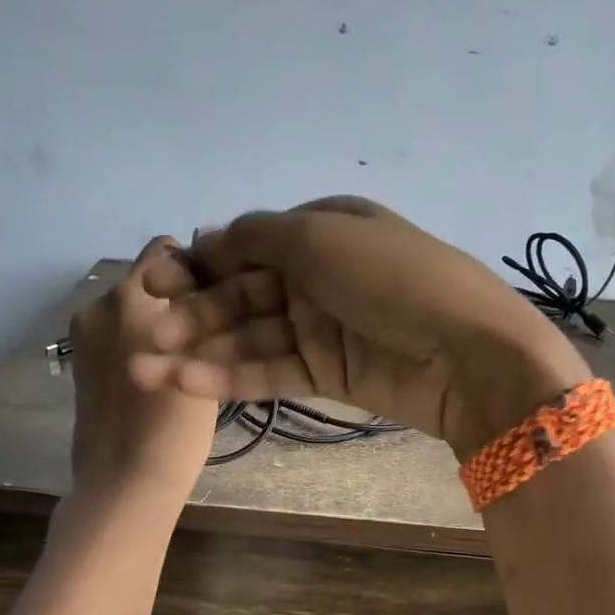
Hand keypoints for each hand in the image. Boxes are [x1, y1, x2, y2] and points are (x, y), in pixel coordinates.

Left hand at [69, 238, 218, 502]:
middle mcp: (101, 303)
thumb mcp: (206, 361)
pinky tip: (152, 376)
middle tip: (198, 335)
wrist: (123, 479)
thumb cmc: (176, 424)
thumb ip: (202, 316)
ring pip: (128, 308)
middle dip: (170, 297)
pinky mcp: (78, 359)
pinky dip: (133, 342)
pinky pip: (113, 333)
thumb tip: (203, 291)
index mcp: (133, 296)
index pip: (164, 251)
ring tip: (177, 360)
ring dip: (151, 321)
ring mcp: (83, 333)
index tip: (211, 300)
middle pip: (145, 280)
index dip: (191, 269)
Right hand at [131, 198, 591, 457]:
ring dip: (200, 352)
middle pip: (242, 294)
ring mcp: (325, 327)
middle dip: (193, 315)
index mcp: (323, 229)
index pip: (247, 245)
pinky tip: (188, 384)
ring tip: (146, 373)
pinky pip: (273, 372)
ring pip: (250, 338)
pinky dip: (232, 377)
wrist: (467, 353)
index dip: (200, 265)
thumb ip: (257, 236)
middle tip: (146, 337)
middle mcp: (320, 276)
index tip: (156, 284)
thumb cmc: (393, 278)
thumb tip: (210, 238)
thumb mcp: (322, 235)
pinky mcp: (330, 374)